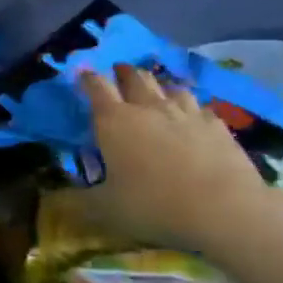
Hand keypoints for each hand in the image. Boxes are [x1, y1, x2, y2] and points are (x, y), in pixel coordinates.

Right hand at [74, 64, 272, 255]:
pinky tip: (192, 117)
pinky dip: (190, 107)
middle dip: (123, 72)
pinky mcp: (216, 125)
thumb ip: (80, 200)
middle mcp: (148, 108)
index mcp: (113, 121)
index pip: (96, 87)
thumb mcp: (105, 209)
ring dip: (159, 86)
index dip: (87, 78)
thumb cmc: (154, 204)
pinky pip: (199, 106)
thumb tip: (57, 200)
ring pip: (169, 87)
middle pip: (134, 77)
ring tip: (156, 92)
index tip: (83, 74)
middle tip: (119, 73)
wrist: (224, 209)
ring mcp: (186, 113)